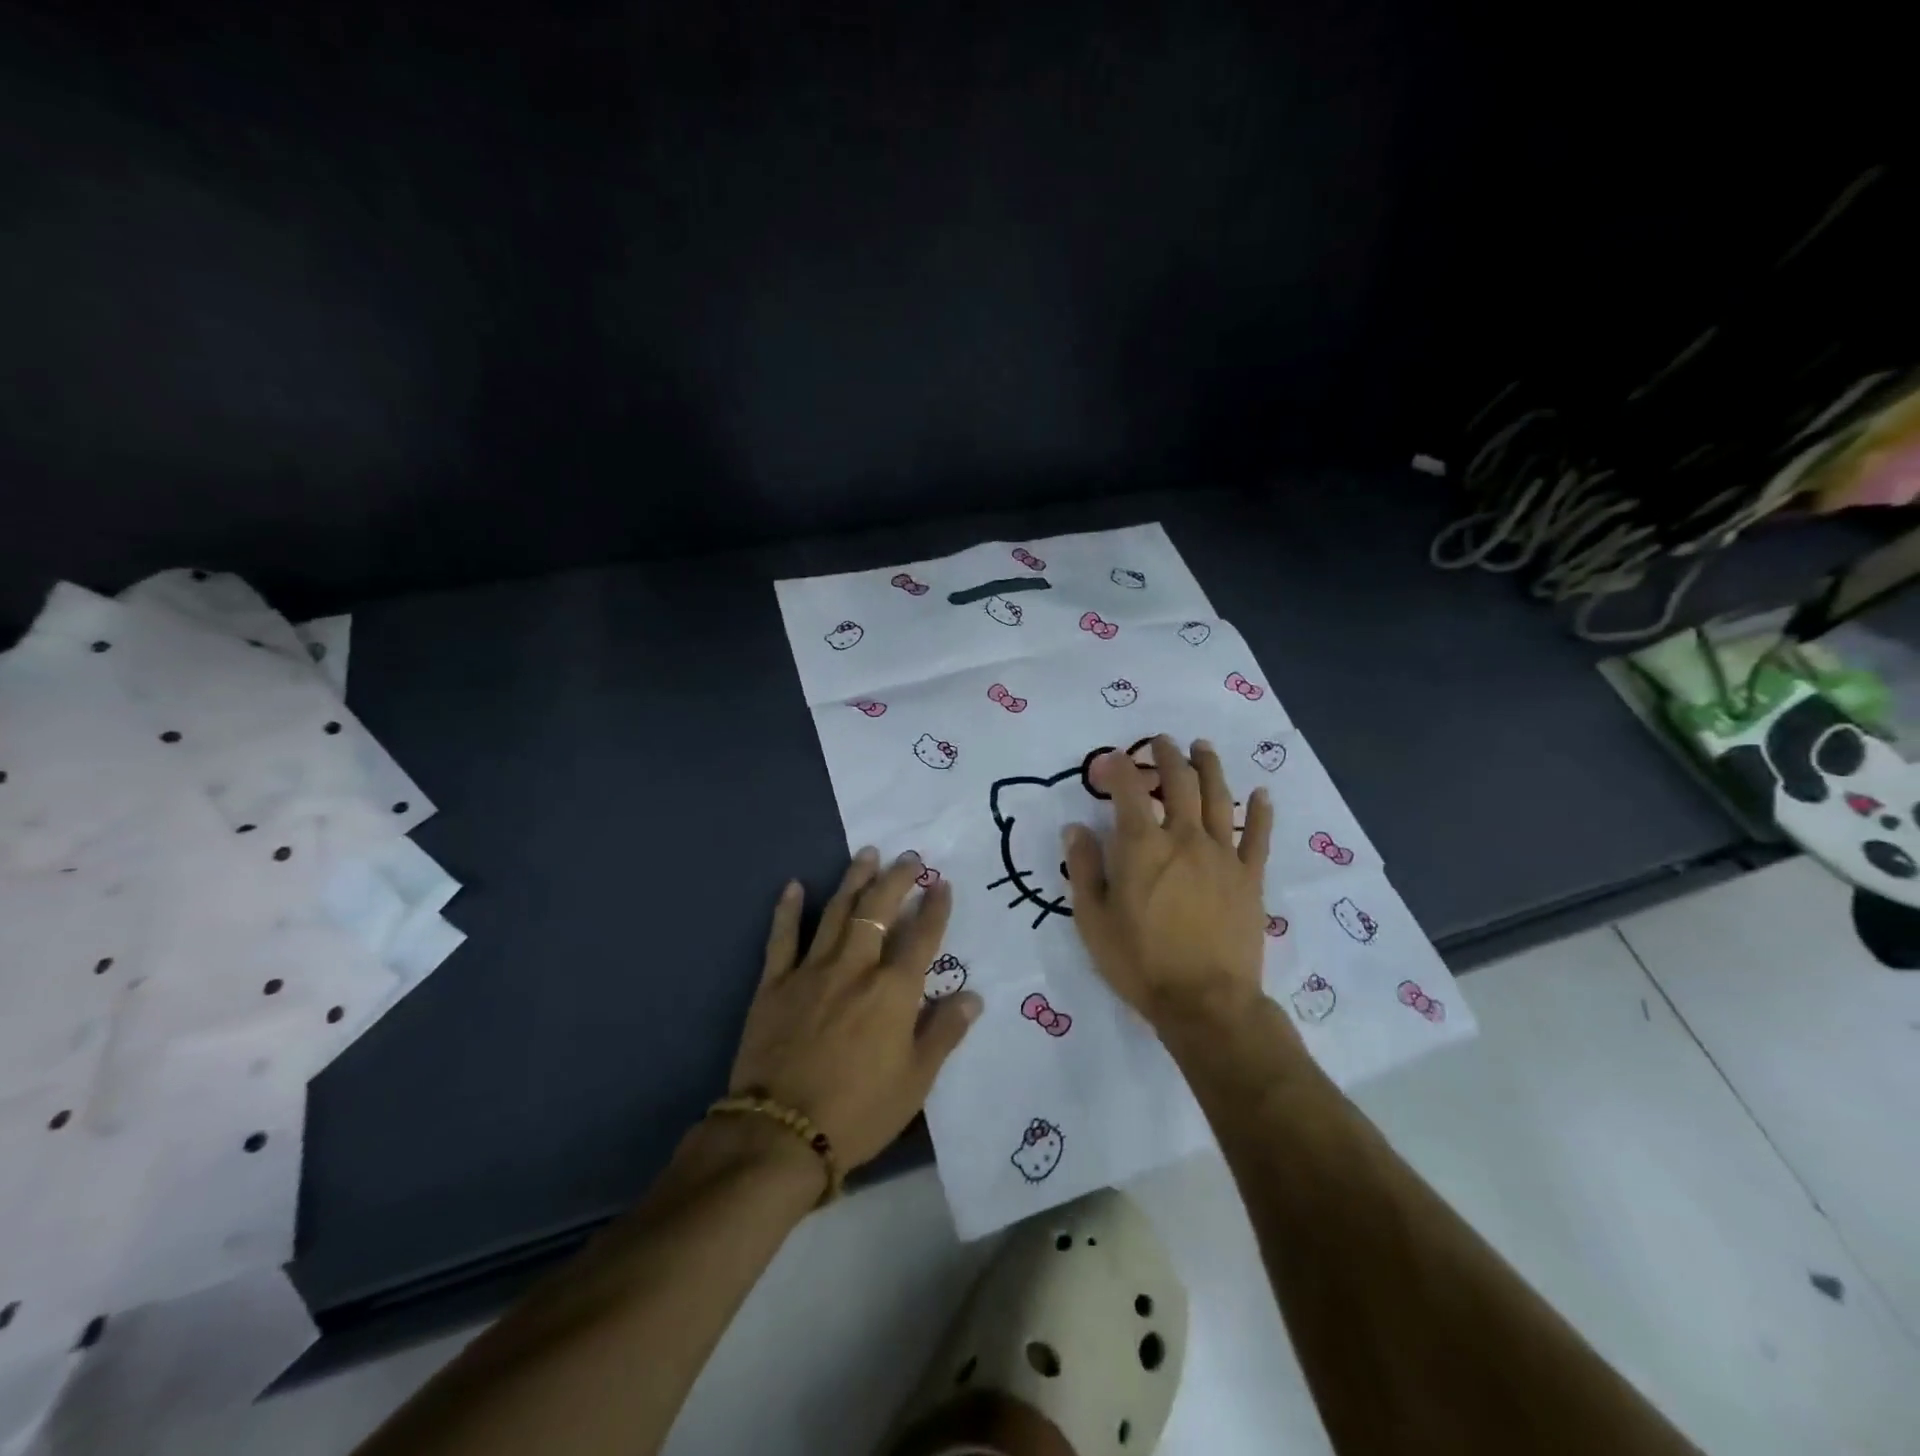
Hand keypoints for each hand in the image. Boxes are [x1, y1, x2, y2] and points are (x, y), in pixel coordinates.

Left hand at [729, 849, 980, 1174]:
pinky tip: (793, 885)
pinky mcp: (775, 984)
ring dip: (853, 880)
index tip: (942, 884)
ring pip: (837, 912)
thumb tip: (973, 996)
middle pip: (878, 910)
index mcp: (893, 991)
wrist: (781, 1135)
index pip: (922, 937)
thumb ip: (944, 1033)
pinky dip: (787, 909)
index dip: (935, 908)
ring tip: (866, 854)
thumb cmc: (859, 1112)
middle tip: (908, 857)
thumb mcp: (916, 1082)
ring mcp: (812, 971)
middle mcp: (856, 968)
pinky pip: (782, 937)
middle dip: (897, 880)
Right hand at [1064, 736, 1272, 1029]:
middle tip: (1161, 741)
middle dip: (1167, 755)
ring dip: (1209, 767)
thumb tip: (1075, 828)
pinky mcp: (1249, 877)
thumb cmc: (1140, 963)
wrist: (1205, 1003)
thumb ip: (1083, 869)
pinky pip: (1258, 836)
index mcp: (1142, 846)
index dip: (1117, 768)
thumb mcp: (1093, 920)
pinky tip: (1262, 793)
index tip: (1108, 761)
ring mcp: (1222, 855)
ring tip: (1201, 748)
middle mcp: (1183, 838)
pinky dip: (1260, 811)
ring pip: (1219, 797)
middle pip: (1179, 782)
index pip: (1128, 790)